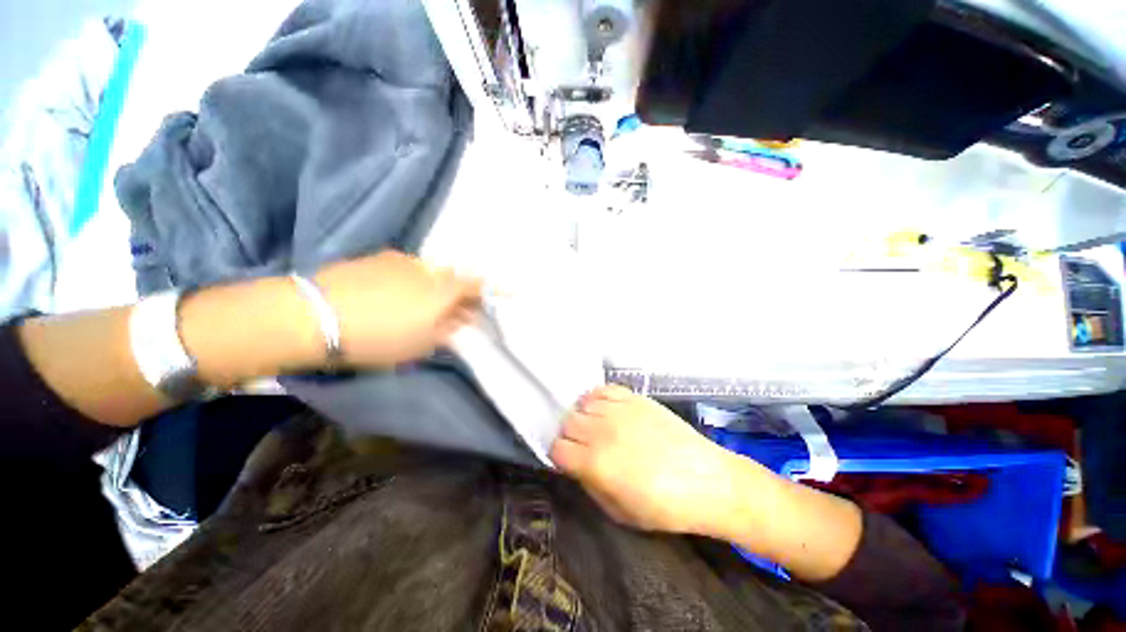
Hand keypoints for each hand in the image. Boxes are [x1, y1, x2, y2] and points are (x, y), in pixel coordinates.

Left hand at [314, 251, 481, 367]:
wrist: (314, 316)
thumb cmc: (377, 338)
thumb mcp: (419, 345)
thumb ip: (446, 331)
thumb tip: (460, 321)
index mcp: (444, 290)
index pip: (477, 285)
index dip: (486, 293)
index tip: (485, 304)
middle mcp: (428, 269)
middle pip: (454, 277)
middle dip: (458, 293)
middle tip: (452, 311)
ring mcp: (402, 259)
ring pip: (430, 271)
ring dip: (434, 286)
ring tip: (420, 304)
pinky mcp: (378, 256)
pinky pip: (406, 267)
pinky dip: (410, 279)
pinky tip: (393, 293)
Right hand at [550, 385, 747, 534]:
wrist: (707, 480)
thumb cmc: (664, 507)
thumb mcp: (619, 512)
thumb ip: (589, 485)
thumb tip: (576, 466)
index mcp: (595, 463)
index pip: (557, 448)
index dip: (560, 456)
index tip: (570, 461)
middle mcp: (601, 431)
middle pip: (568, 422)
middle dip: (571, 436)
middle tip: (584, 446)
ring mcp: (619, 410)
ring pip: (582, 404)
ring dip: (584, 417)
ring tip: (597, 427)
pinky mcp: (635, 398)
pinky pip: (603, 389)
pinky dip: (598, 398)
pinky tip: (606, 410)